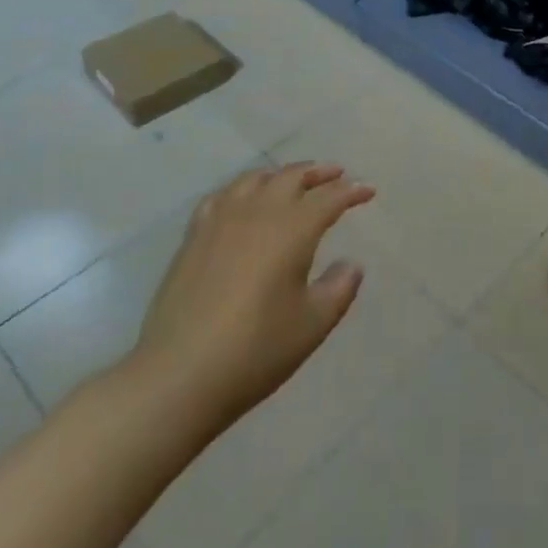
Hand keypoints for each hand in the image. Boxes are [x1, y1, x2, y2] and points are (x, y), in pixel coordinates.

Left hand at [121, 162, 374, 435]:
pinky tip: (242, 200)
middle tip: (336, 174)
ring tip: (293, 181)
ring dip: (281, 175)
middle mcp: (258, 212)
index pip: (329, 198)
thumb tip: (351, 264)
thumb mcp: (313, 324)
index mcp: (293, 229)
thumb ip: (339, 288)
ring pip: (256, 179)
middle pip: (292, 177)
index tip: (368, 191)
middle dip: (318, 173)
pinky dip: (242, 189)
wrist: (179, 375)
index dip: (351, 191)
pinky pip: (222, 195)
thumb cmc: (255, 350)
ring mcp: (221, 221)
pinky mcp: (193, 236)